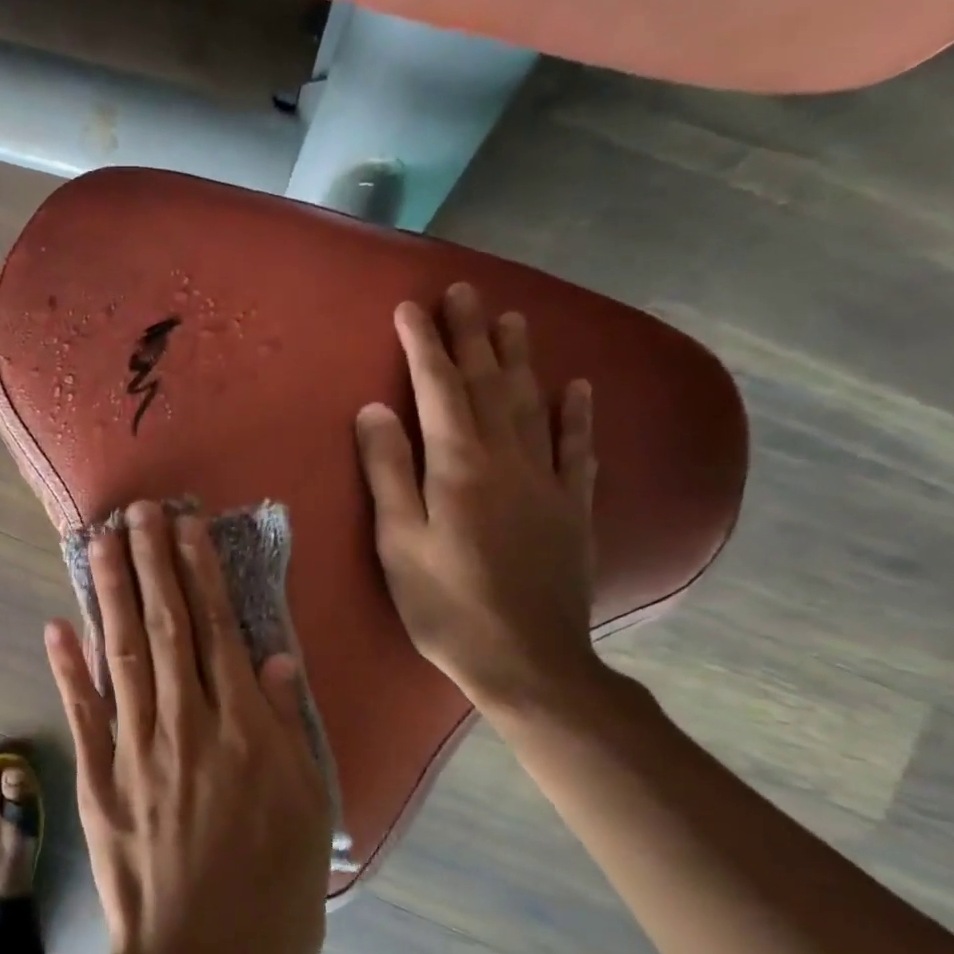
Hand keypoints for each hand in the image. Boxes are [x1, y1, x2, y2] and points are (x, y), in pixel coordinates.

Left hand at [45, 502, 332, 953]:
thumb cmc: (272, 892)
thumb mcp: (308, 806)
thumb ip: (288, 725)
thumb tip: (275, 657)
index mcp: (241, 725)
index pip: (216, 628)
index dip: (198, 572)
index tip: (184, 526)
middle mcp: (184, 720)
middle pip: (164, 625)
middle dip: (151, 562)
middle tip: (137, 511)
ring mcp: (134, 746)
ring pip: (120, 652)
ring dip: (110, 593)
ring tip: (102, 543)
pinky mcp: (98, 778)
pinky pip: (82, 712)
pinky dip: (67, 666)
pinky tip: (57, 625)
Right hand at [354, 283, 601, 710]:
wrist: (526, 660)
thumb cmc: (446, 604)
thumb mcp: (398, 542)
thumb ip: (388, 471)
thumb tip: (375, 409)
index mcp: (460, 466)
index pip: (439, 389)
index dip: (424, 346)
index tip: (411, 308)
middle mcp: (508, 459)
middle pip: (490, 384)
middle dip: (473, 336)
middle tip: (465, 292)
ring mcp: (548, 482)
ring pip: (534, 404)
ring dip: (521, 359)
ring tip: (513, 319)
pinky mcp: (573, 508)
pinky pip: (578, 449)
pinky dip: (577, 414)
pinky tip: (577, 387)